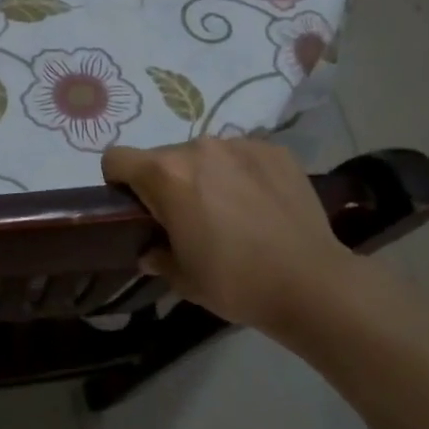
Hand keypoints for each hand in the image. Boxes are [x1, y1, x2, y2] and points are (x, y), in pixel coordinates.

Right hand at [103, 137, 353, 335]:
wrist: (312, 284)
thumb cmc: (236, 282)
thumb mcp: (183, 278)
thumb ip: (157, 256)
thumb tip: (152, 251)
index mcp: (166, 174)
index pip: (116, 158)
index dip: (118, 183)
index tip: (137, 209)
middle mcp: (199, 147)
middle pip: (163, 157)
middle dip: (167, 183)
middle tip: (189, 220)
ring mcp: (241, 144)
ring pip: (205, 155)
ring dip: (206, 176)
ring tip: (231, 213)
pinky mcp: (275, 150)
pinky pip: (242, 156)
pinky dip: (241, 174)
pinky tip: (260, 206)